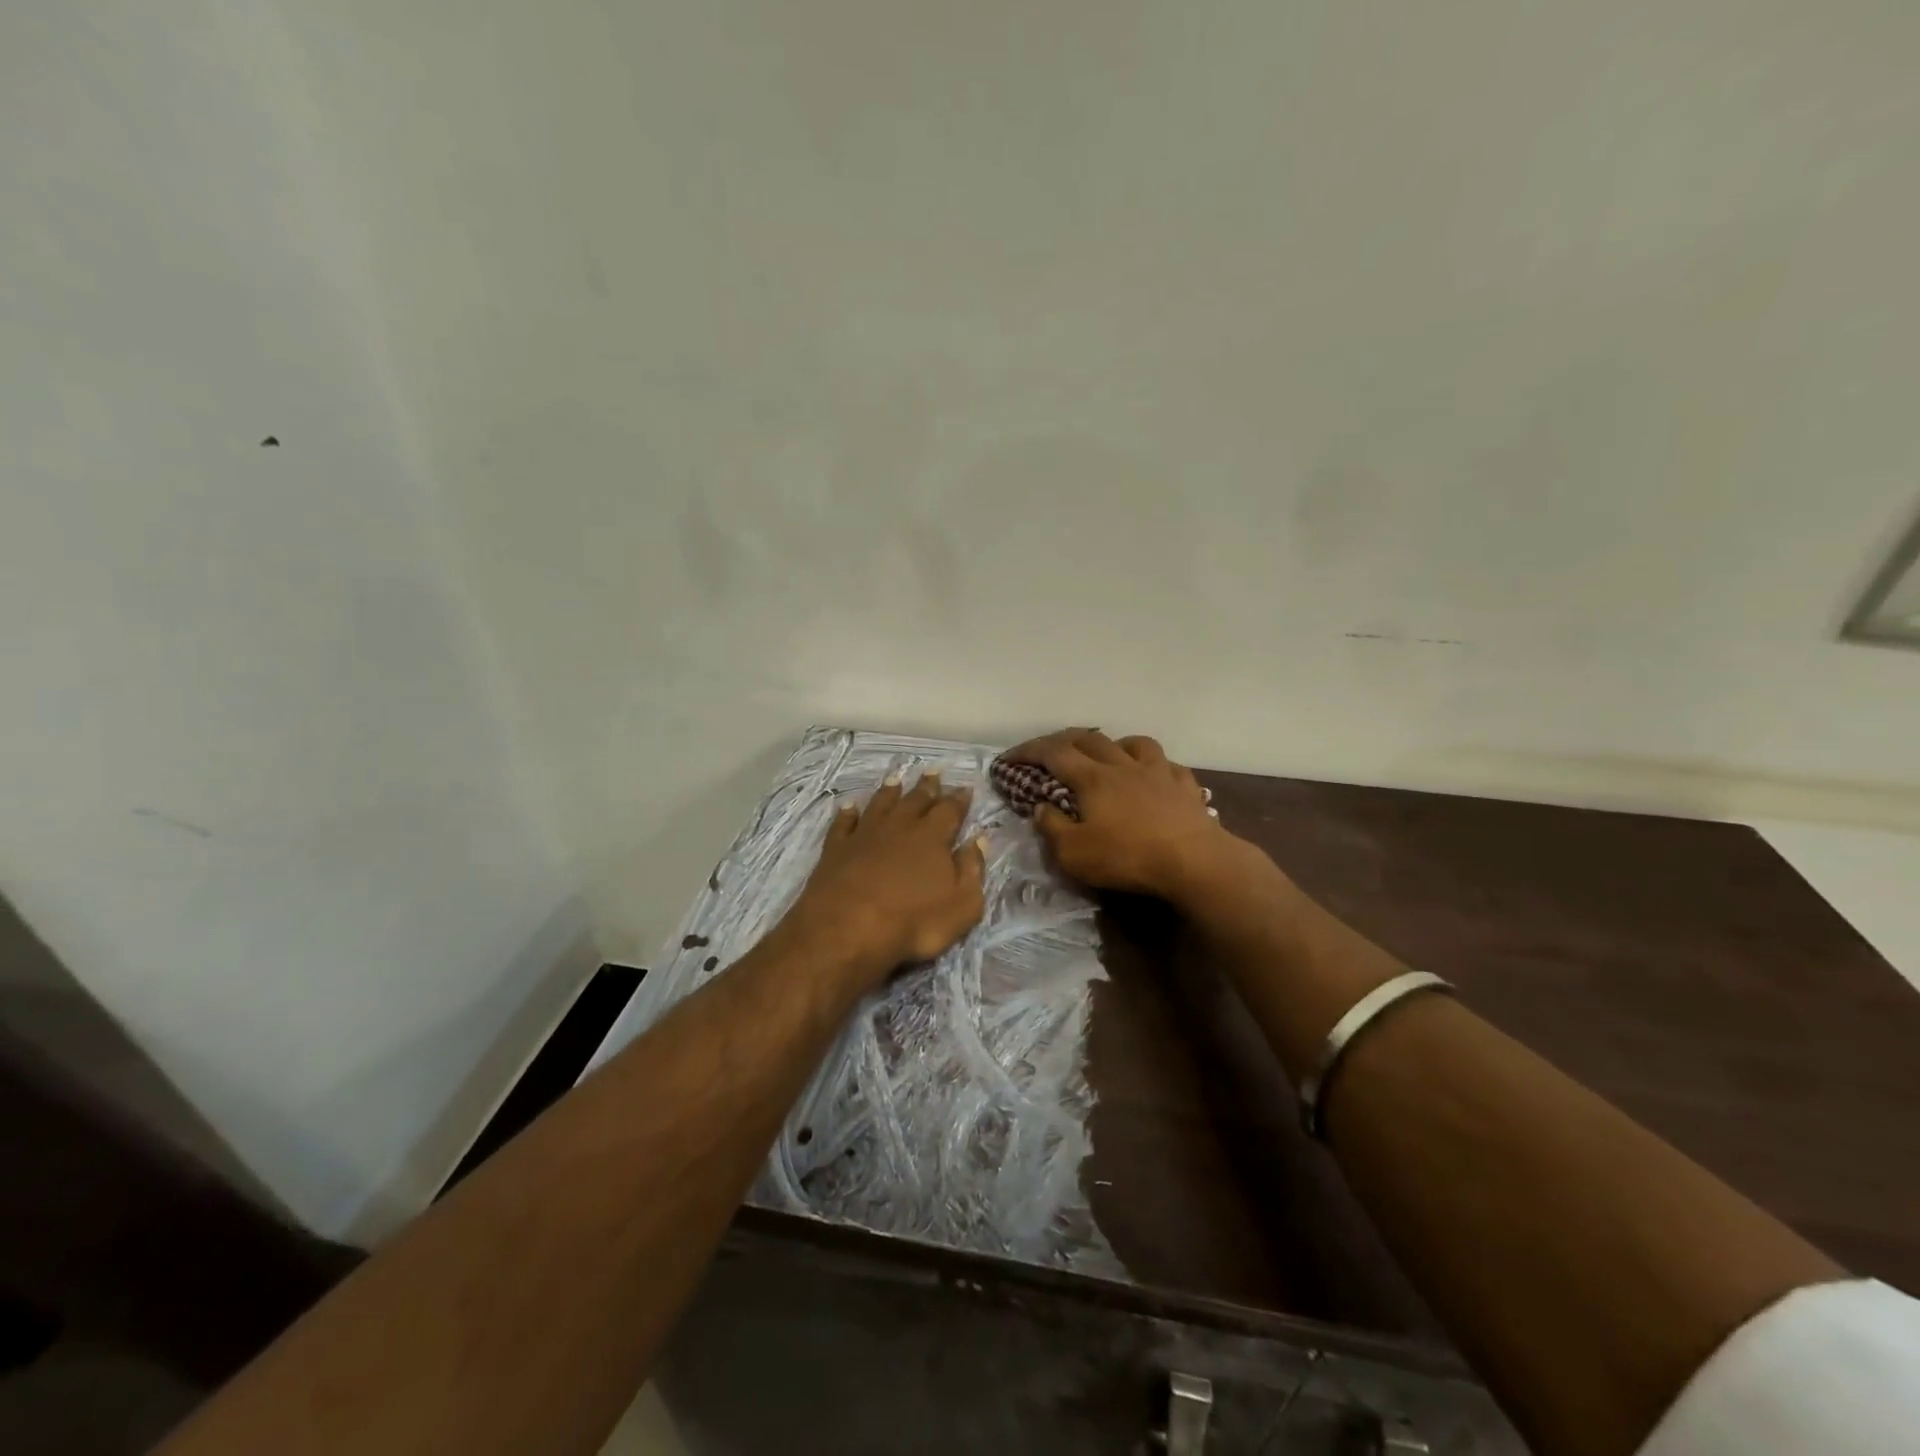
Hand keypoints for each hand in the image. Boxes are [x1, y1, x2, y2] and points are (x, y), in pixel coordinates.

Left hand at [784, 770, 986, 988]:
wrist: (847, 929)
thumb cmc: (913, 922)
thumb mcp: (962, 905)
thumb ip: (972, 869)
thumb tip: (979, 840)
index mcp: (932, 838)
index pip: (950, 811)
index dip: (959, 799)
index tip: (965, 788)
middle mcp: (899, 827)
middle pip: (916, 800)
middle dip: (927, 786)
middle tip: (933, 771)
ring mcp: (865, 835)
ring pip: (880, 804)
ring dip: (889, 791)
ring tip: (896, 779)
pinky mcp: (836, 848)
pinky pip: (844, 823)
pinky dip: (847, 813)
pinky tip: (849, 806)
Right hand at [1004, 728, 1237, 900]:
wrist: (1194, 861)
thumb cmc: (1127, 857)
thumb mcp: (1074, 854)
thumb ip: (1052, 828)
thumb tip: (1041, 807)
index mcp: (1092, 779)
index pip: (1053, 754)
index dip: (1027, 751)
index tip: (1008, 758)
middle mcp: (1123, 766)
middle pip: (1090, 739)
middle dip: (1064, 740)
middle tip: (1050, 750)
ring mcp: (1158, 772)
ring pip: (1134, 743)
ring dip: (1114, 744)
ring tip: (1107, 755)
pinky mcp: (1185, 787)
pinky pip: (1168, 765)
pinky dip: (1154, 765)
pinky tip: (1154, 776)